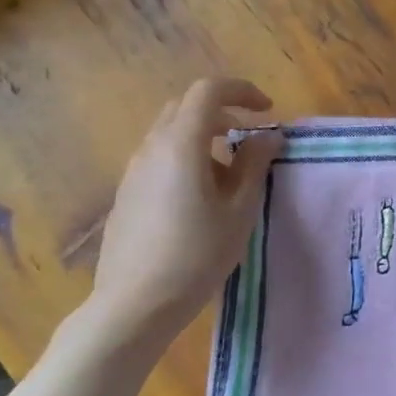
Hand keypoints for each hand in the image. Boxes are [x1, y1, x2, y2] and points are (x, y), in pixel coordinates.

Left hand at [85, 78, 281, 346]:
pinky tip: (202, 197)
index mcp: (181, 144)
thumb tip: (267, 137)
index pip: (208, 92)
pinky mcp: (127, 194)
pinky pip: (160, 158)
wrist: (136, 303)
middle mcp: (152, 148)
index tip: (268, 111)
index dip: (242, 92)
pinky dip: (187, 158)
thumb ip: (254, 165)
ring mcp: (134, 171)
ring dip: (204, 137)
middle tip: (251, 138)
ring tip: (231, 174)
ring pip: (170, 133)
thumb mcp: (239, 210)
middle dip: (223, 112)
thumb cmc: (198, 254)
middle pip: (185, 107)